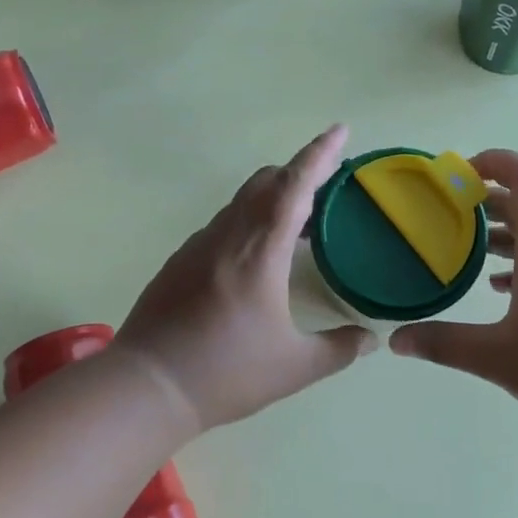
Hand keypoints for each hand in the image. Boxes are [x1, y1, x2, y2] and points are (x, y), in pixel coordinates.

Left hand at [116, 126, 376, 431]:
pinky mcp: (180, 261)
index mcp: (260, 251)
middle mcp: (227, 235)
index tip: (340, 131)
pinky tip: (258, 259)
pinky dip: (249, 221)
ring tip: (301, 228)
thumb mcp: (294, 368)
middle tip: (329, 189)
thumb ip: (339, 349)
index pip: (294, 186)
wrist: (147, 386)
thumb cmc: (225, 374)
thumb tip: (370, 341)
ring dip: (274, 200)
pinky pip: (223, 224)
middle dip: (300, 173)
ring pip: (242, 202)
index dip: (319, 155)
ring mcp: (198, 245)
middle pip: (266, 182)